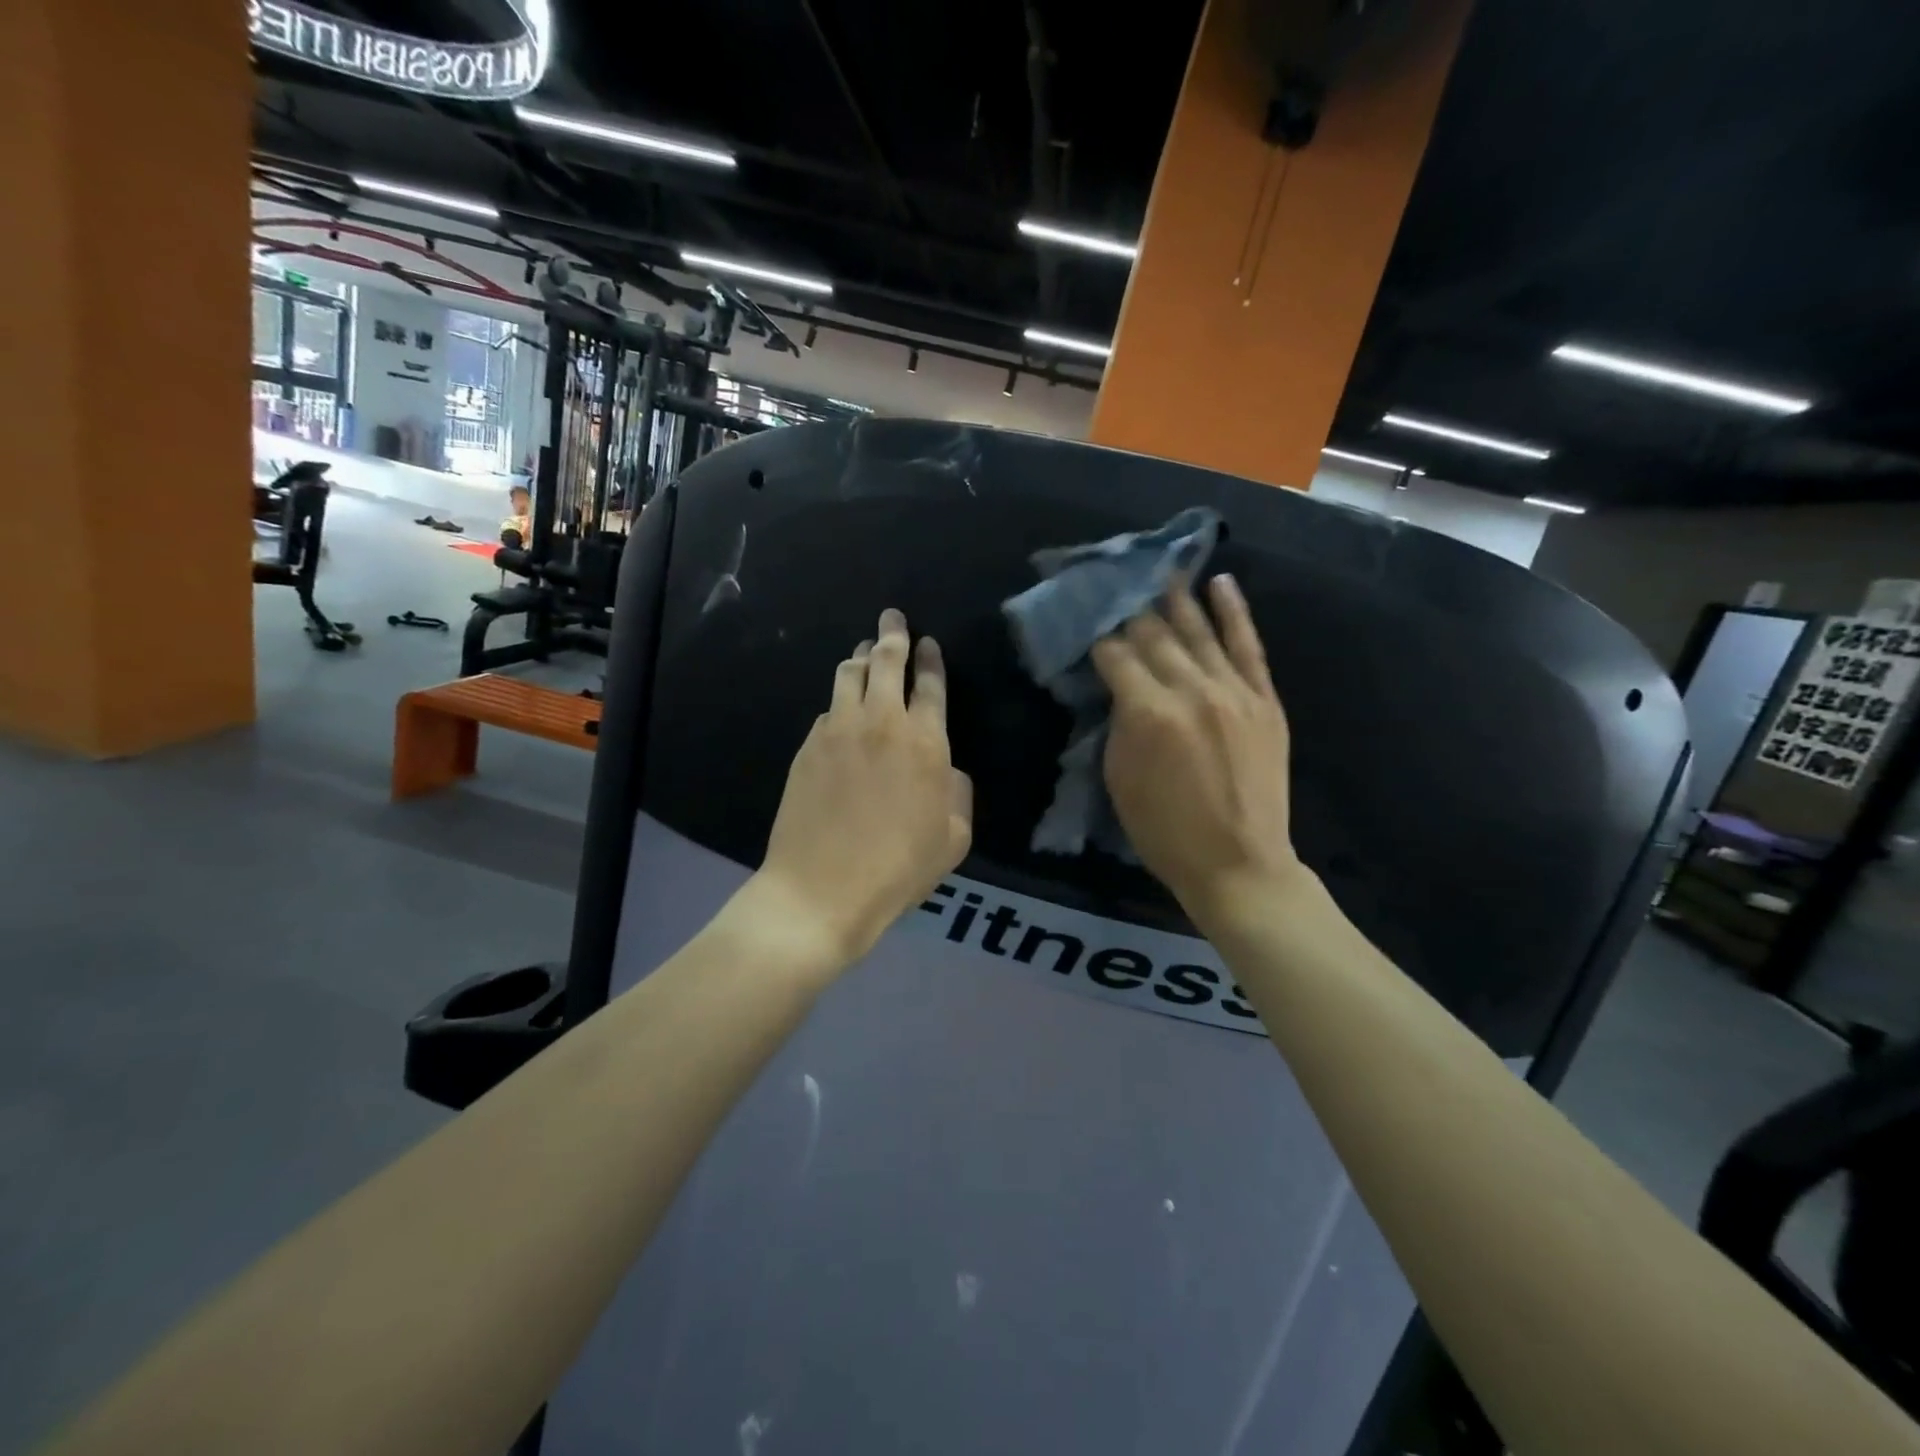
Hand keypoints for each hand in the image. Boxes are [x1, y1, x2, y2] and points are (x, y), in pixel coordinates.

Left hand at [755, 608, 972, 965]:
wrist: (822, 889)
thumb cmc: (898, 868)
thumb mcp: (954, 839)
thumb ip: (958, 795)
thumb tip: (948, 772)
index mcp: (926, 741)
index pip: (930, 684)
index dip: (930, 659)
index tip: (928, 642)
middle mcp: (881, 723)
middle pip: (886, 662)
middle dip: (893, 633)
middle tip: (893, 618)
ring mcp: (838, 731)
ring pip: (849, 675)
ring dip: (861, 657)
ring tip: (865, 650)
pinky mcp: (807, 747)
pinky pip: (827, 709)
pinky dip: (839, 701)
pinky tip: (841, 710)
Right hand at [1090, 575, 1303, 924]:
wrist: (1239, 864)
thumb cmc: (1164, 831)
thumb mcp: (1119, 778)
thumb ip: (1118, 722)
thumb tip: (1119, 686)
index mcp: (1148, 712)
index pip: (1116, 655)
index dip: (1098, 637)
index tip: (1087, 622)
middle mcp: (1191, 689)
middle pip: (1155, 635)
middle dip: (1132, 609)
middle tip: (1117, 584)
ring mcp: (1233, 691)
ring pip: (1200, 631)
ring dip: (1178, 598)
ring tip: (1163, 570)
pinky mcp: (1264, 700)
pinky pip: (1249, 646)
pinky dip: (1235, 612)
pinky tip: (1222, 584)